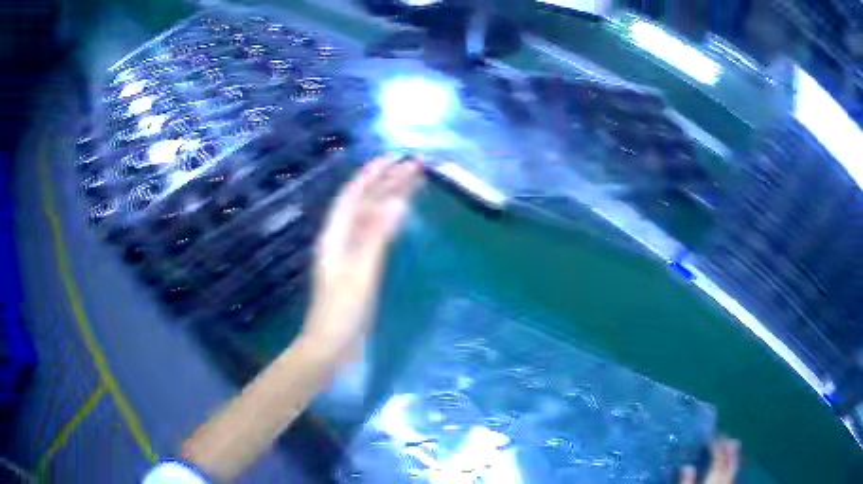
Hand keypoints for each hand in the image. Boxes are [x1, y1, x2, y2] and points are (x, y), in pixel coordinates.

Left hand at [302, 156, 422, 351]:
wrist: (331, 347)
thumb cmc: (343, 311)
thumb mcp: (360, 272)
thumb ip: (377, 236)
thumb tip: (397, 201)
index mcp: (335, 236)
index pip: (354, 196)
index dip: (373, 174)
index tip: (396, 158)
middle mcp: (340, 239)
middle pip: (364, 203)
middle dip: (387, 182)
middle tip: (414, 167)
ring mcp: (349, 254)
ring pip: (371, 218)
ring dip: (389, 199)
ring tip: (412, 184)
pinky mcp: (359, 269)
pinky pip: (375, 235)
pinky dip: (389, 220)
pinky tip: (399, 218)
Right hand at [680, 438, 740, 483]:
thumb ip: (686, 483)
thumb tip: (687, 466)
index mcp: (713, 479)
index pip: (718, 458)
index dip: (716, 445)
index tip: (711, 436)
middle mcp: (723, 480)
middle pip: (729, 461)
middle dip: (728, 447)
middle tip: (725, 435)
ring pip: (734, 467)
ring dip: (733, 455)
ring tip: (733, 443)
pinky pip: (733, 474)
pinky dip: (733, 465)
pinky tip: (731, 465)